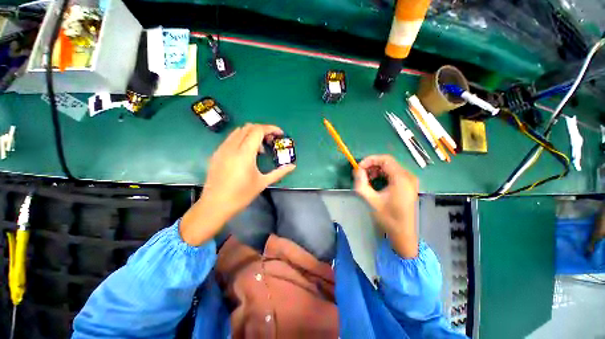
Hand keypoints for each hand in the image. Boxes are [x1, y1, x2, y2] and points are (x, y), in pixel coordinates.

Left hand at [180, 124, 295, 244]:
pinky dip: (242, 139)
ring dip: (252, 134)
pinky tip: (246, 153)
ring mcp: (222, 149)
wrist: (215, 205)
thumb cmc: (241, 195)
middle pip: (249, 127)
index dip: (271, 128)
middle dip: (263, 130)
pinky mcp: (217, 153)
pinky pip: (231, 138)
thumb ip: (279, 172)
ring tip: (259, 149)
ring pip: (239, 131)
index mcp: (244, 153)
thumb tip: (293, 166)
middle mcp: (232, 147)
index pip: (258, 130)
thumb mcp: (263, 183)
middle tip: (271, 141)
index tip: (280, 134)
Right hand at [354, 155, 418, 257]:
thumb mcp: (370, 199)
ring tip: (366, 179)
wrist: (403, 233)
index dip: (370, 160)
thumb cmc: (387, 217)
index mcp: (401, 179)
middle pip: (388, 162)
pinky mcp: (409, 185)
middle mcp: (409, 176)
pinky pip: (394, 174)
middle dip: (372, 166)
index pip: (385, 159)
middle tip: (361, 174)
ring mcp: (410, 181)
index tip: (359, 167)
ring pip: (390, 167)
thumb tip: (357, 170)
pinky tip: (375, 183)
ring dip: (376, 170)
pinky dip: (382, 175)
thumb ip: (361, 182)